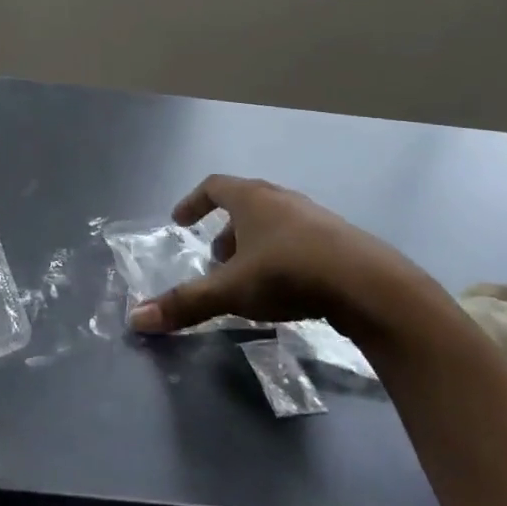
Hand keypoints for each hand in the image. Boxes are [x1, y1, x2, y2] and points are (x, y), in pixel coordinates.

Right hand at [127, 174, 445, 344]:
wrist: (370, 286)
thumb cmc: (290, 274)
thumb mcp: (231, 290)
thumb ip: (185, 302)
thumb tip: (136, 318)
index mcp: (252, 198)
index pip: (213, 186)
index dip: (193, 202)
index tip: (179, 221)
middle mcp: (281, 198)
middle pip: (244, 204)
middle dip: (224, 231)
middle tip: (213, 259)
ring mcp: (314, 217)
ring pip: (273, 223)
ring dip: (253, 245)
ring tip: (247, 278)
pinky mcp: (339, 240)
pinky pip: (298, 239)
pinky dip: (281, 255)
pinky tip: (286, 288)